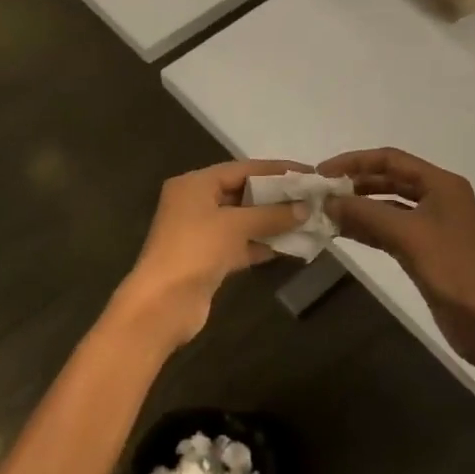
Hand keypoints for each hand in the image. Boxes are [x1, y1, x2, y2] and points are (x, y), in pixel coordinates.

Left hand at [111, 159, 307, 349]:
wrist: (162, 304)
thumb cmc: (196, 251)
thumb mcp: (235, 225)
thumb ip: (272, 214)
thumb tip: (305, 208)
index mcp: (194, 184)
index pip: (242, 169)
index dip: (276, 171)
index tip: (308, 173)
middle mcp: (195, 203)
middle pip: (242, 193)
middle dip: (276, 197)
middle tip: (312, 198)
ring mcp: (201, 233)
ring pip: (243, 221)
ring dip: (273, 222)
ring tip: (309, 221)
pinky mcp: (208, 259)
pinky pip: (240, 244)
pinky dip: (263, 244)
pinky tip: (291, 246)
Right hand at [318, 148, 474, 371]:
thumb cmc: (454, 270)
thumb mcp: (408, 236)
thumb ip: (366, 213)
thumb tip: (328, 201)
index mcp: (442, 184)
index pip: (391, 159)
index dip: (354, 161)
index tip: (322, 172)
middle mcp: (437, 198)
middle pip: (388, 180)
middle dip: (354, 184)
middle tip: (320, 194)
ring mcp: (431, 225)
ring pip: (387, 206)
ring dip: (358, 208)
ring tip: (325, 213)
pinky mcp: (424, 250)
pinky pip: (389, 230)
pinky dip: (367, 229)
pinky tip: (341, 232)